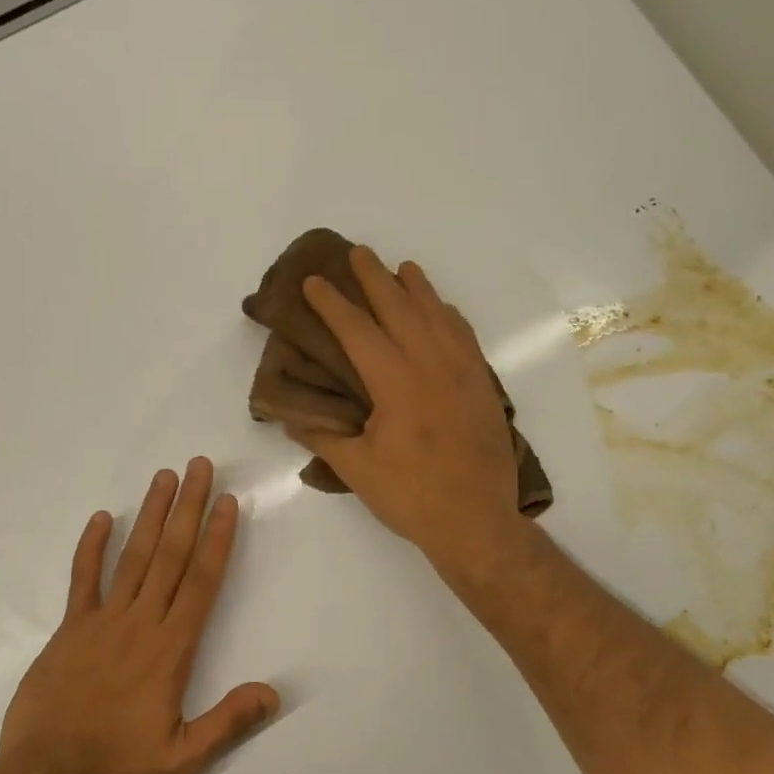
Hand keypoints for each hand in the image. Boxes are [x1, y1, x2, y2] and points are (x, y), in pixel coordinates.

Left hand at [0, 458, 278, 773]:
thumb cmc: (116, 767)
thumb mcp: (182, 758)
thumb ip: (228, 722)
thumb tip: (275, 692)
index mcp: (170, 648)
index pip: (200, 581)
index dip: (216, 538)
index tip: (226, 502)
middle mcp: (139, 623)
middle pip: (169, 555)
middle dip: (187, 508)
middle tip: (199, 466)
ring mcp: (100, 621)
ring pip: (131, 557)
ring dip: (149, 515)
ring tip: (164, 477)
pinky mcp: (69, 629)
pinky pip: (82, 579)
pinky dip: (90, 547)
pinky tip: (100, 517)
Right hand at [292, 246, 520, 571]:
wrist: (477, 520)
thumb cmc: (411, 496)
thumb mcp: (357, 470)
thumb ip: (324, 437)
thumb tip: (291, 418)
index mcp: (394, 382)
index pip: (357, 330)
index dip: (332, 303)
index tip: (315, 281)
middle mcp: (430, 364)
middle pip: (399, 308)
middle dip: (375, 278)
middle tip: (358, 252)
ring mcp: (462, 372)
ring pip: (437, 315)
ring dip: (417, 288)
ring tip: (403, 268)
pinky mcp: (482, 385)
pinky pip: (465, 335)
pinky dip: (449, 315)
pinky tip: (443, 310)